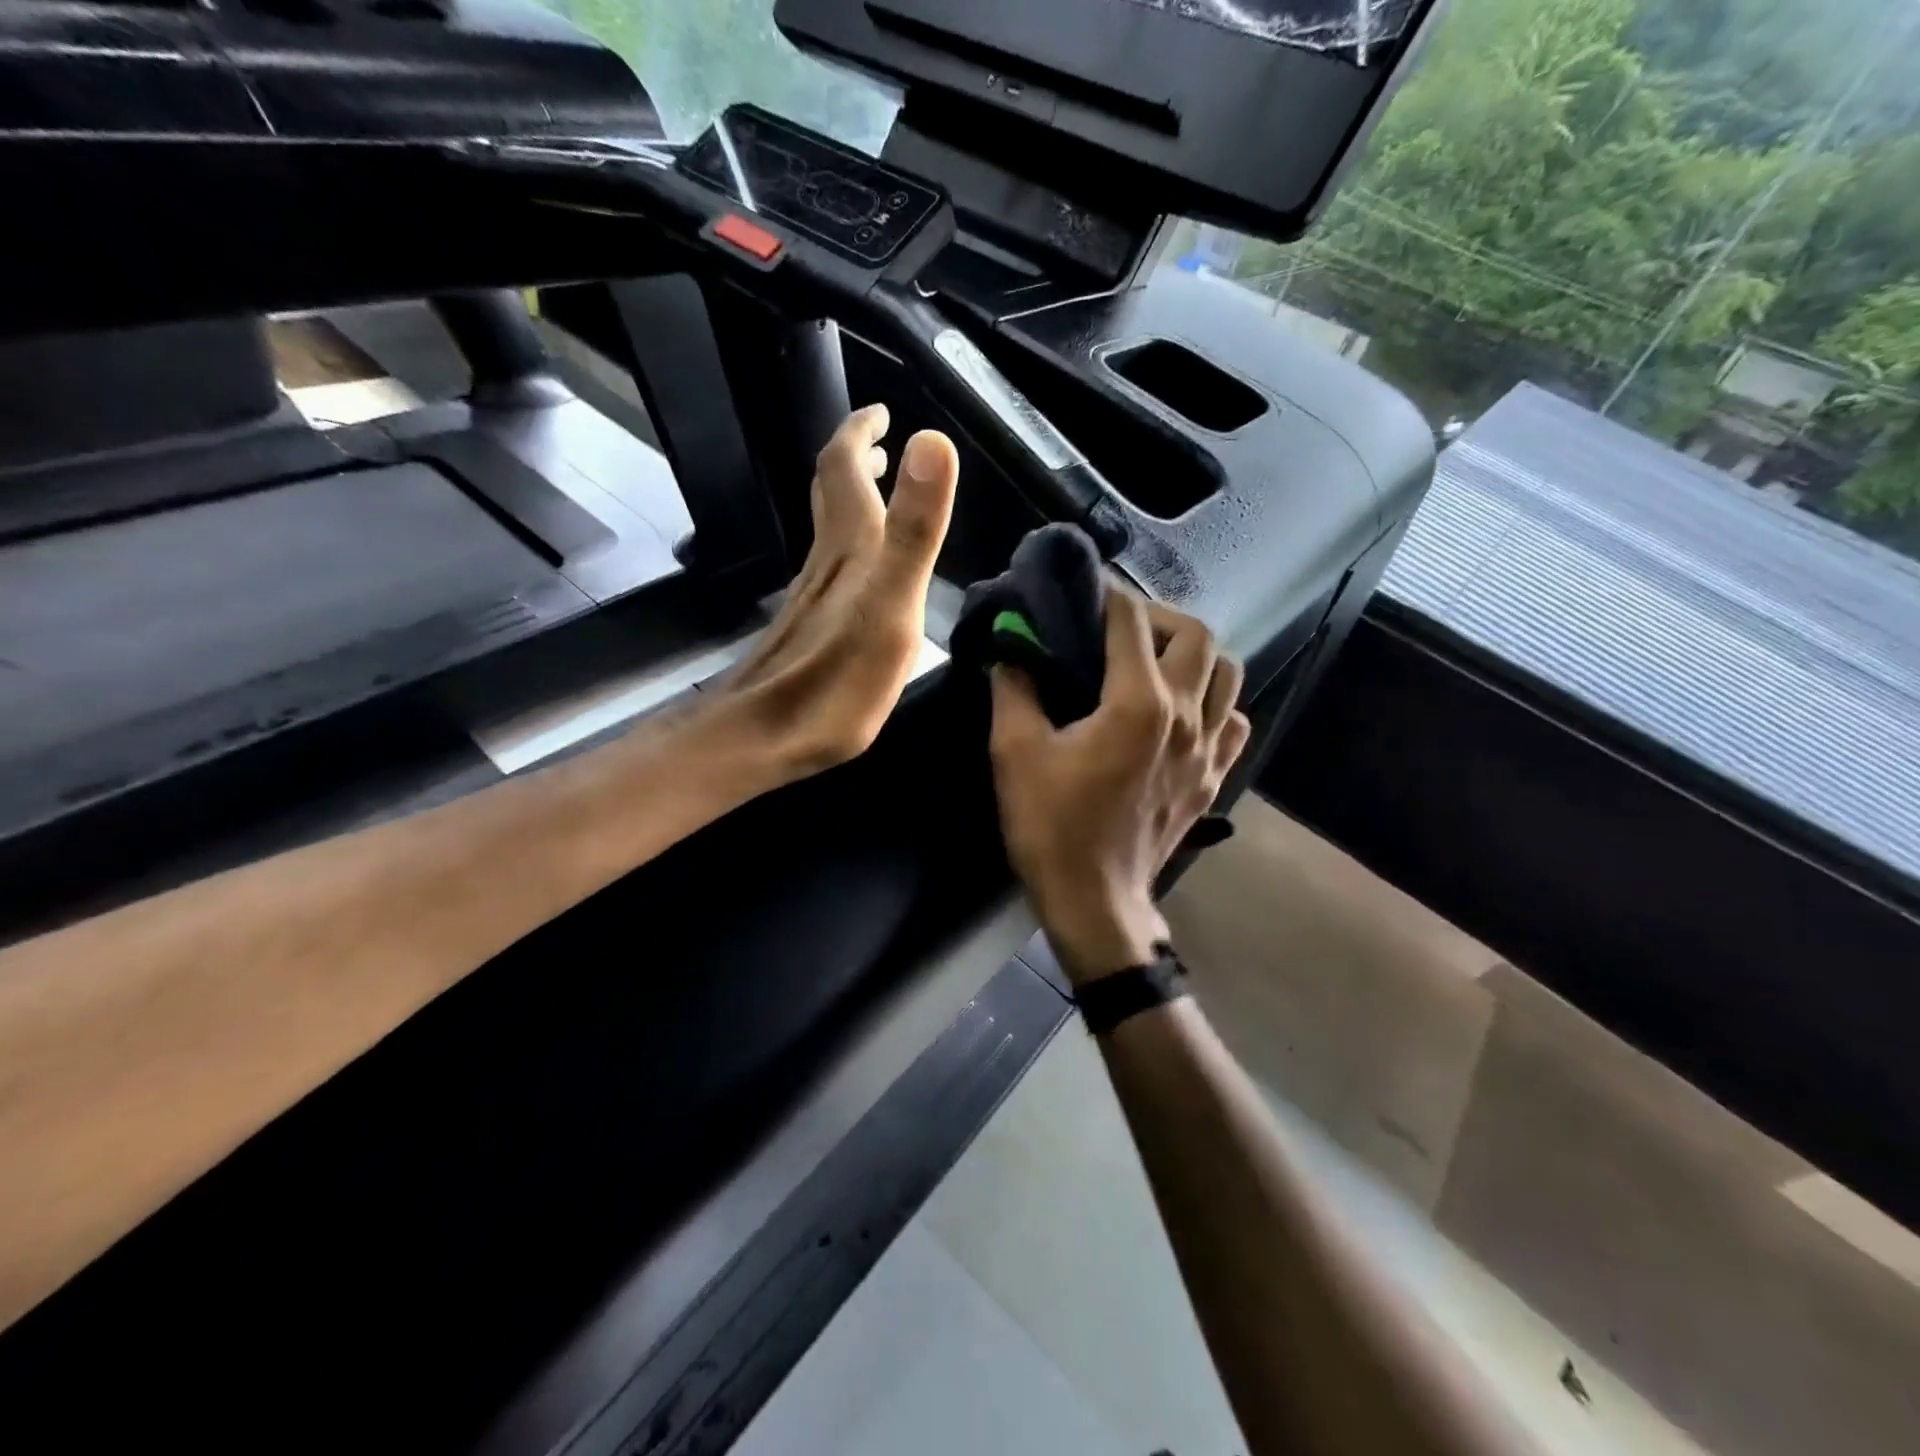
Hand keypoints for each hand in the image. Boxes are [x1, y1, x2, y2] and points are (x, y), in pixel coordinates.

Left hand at [721, 405, 958, 782]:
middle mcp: (826, 564)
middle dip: (854, 460)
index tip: (881, 411)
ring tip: (876, 491)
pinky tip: (858, 572)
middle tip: (880, 442)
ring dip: (851, 501)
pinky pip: (828, 568)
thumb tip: (932, 441)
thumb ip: (915, 531)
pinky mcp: (807, 628)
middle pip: (831, 494)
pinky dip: (847, 546)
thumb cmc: (835, 683)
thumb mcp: (891, 608)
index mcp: (851, 551)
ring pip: (828, 531)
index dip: (859, 432)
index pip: (845, 469)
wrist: (762, 739)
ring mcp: (812, 597)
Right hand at [989, 593, 1251, 984]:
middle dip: (1157, 617)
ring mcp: (1209, 749)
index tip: (1083, 592)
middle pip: (1197, 634)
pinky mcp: (1214, 778)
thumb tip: (1013, 649)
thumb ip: (1014, 688)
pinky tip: (1183, 715)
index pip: (1131, 620)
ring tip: (1156, 664)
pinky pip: (1234, 721)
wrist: (1095, 900)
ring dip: (1194, 655)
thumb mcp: (1015, 753)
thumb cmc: (1052, 826)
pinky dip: (1215, 703)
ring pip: (1228, 673)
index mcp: (1138, 702)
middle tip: (1118, 629)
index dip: (1106, 595)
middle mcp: (1187, 715)